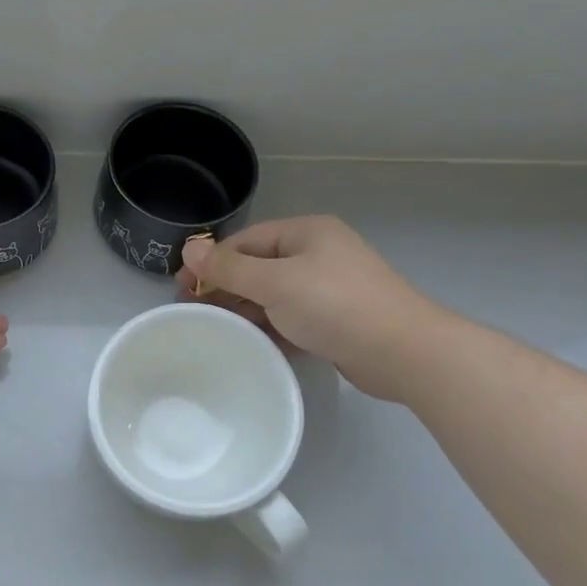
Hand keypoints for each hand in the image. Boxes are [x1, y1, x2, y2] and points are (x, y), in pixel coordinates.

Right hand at [177, 216, 450, 401]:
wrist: (404, 353)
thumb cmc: (335, 306)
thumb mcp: (274, 283)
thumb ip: (229, 268)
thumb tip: (189, 247)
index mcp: (306, 233)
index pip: (246, 241)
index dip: (211, 261)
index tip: (182, 287)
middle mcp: (318, 254)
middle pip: (258, 266)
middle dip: (226, 286)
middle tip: (194, 311)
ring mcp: (329, 287)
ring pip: (274, 294)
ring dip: (246, 308)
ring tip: (216, 328)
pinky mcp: (336, 319)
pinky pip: (292, 316)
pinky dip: (270, 325)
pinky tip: (250, 342)